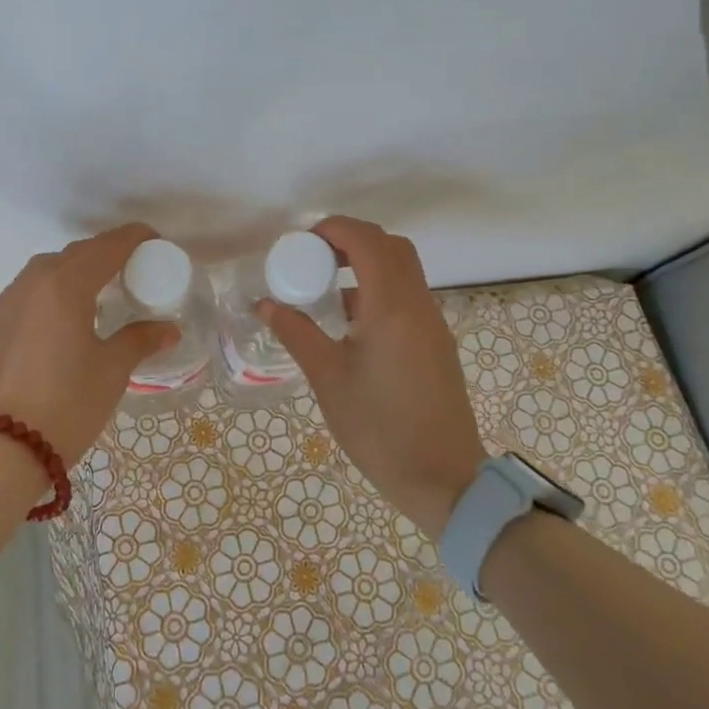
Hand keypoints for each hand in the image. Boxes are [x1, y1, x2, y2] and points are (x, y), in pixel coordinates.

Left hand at [0, 223, 178, 466]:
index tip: (157, 243)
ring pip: (50, 269)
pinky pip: (33, 289)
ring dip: (79, 269)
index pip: (108, 246)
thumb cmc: (65, 405)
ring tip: (104, 291)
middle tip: (136, 270)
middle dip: (108, 253)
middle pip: (78, 252)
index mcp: (66, 284)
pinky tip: (70, 315)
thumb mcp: (111, 371)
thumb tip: (168, 328)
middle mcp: (34, 281)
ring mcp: (9, 300)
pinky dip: (57, 288)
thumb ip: (139, 340)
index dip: (135, 238)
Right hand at [259, 217, 484, 536]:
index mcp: (391, 306)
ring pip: (404, 270)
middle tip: (314, 257)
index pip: (366, 241)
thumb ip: (296, 332)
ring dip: (367, 263)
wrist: (442, 479)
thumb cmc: (378, 427)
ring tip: (326, 287)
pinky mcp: (436, 343)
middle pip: (391, 246)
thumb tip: (265, 303)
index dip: (333, 229)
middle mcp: (418, 304)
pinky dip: (380, 288)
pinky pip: (408, 296)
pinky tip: (351, 321)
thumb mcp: (328, 378)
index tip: (301, 242)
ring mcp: (432, 323)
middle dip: (351, 240)